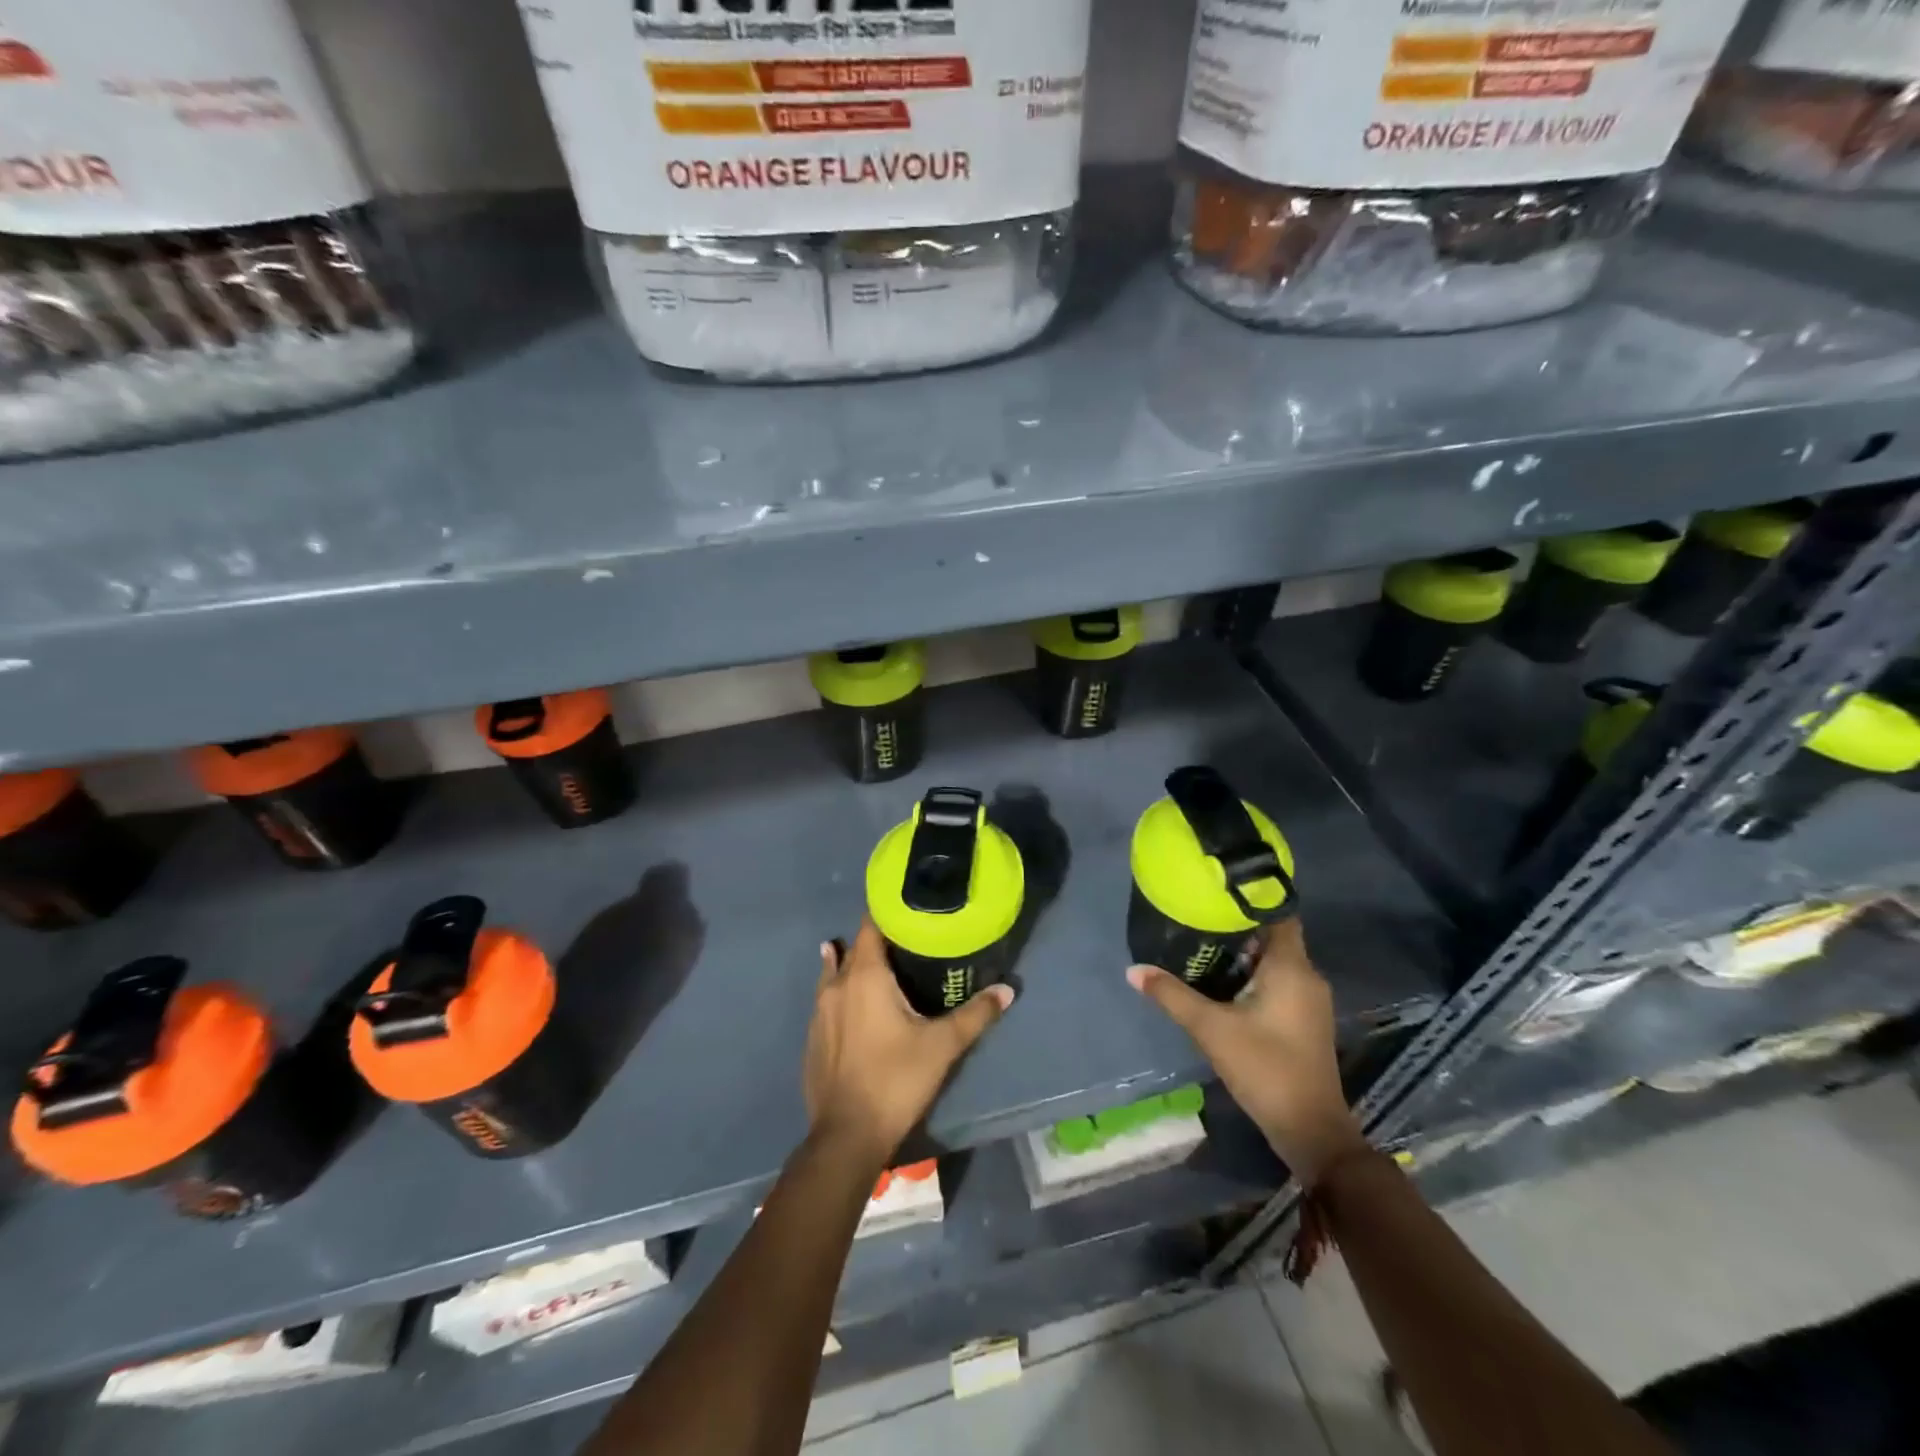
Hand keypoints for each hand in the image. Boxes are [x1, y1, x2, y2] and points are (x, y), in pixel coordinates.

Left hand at [804, 919, 1013, 1167]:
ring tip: (874, 958)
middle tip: (905, 937)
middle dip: (876, 939)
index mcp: (865, 977)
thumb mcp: (942, 1046)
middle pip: (853, 949)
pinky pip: (827, 1000)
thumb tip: (1007, 990)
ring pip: (834, 974)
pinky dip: (840, 991)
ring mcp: (819, 1012)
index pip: (871, 927)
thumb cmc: (896, 1080)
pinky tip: (852, 1002)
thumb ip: (975, 1015)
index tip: (908, 906)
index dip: (888, 913)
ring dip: (851, 963)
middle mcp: (837, 986)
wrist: (847, 1136)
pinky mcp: (812, 1037)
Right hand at [1128, 919, 1365, 1184]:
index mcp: (1292, 967)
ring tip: (1201, 941)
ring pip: (1274, 960)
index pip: (1278, 914)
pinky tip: (1221, 980)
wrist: (1311, 1130)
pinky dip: (1251, 974)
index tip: (1216, 888)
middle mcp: (1306, 976)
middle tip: (1196, 913)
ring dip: (1242, 952)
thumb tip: (1133, 969)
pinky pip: (1277, 980)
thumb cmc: (1265, 1069)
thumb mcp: (1211, 1029)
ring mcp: (1308, 1000)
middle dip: (1236, 925)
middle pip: (1272, 935)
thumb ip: (1172, 995)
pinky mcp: (1304, 1019)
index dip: (1250, 898)